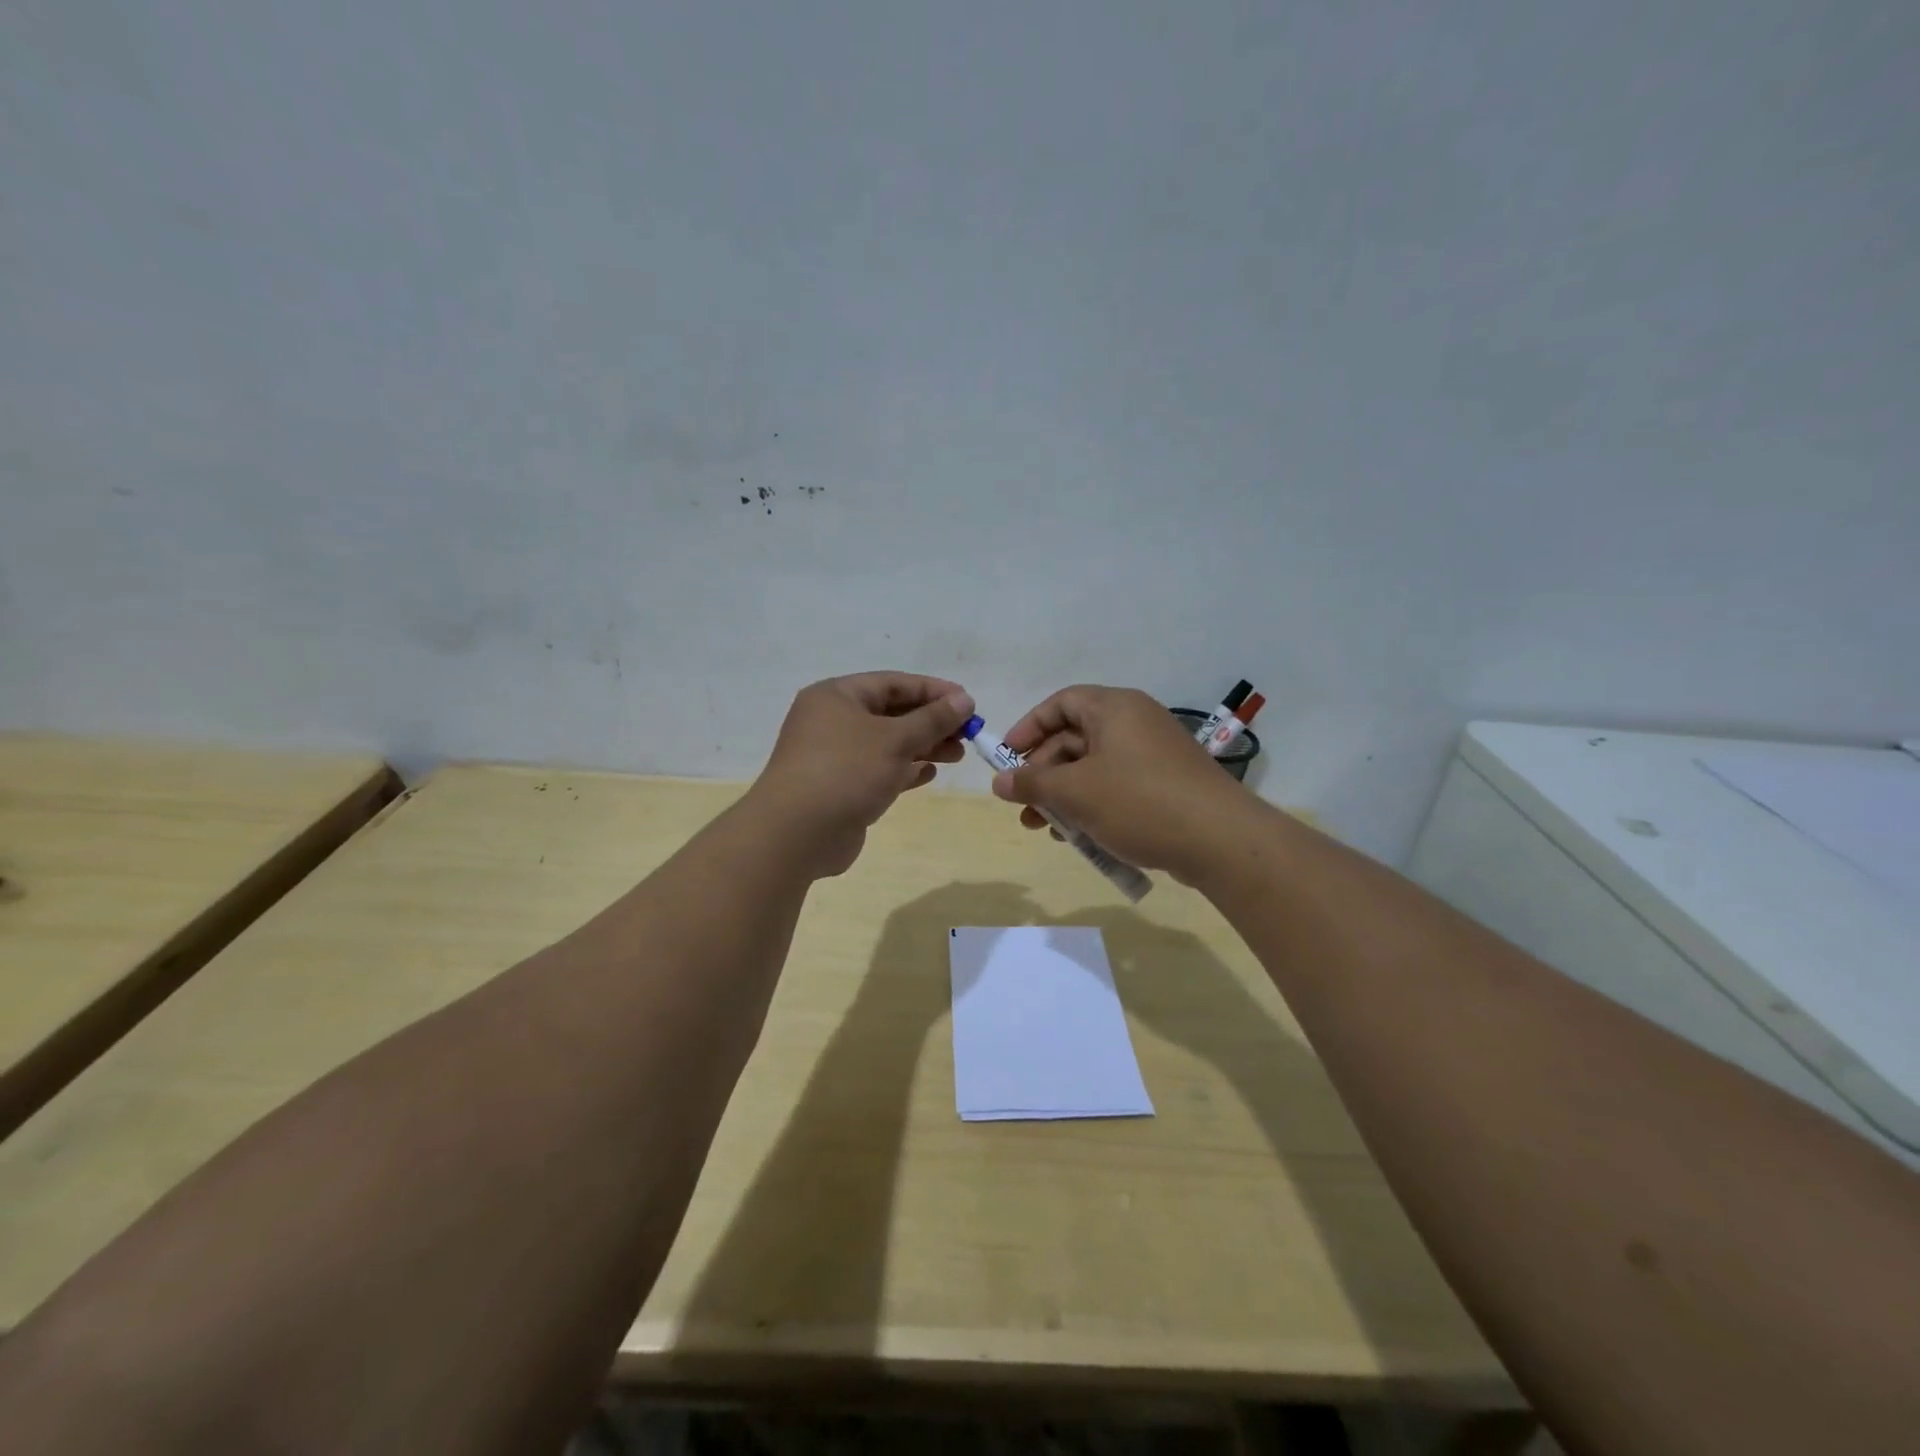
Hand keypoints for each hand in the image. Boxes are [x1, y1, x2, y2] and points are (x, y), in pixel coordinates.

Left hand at [750, 672, 975, 877]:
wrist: (796, 834)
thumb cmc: (846, 772)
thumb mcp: (895, 739)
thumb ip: (933, 719)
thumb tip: (964, 698)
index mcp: (837, 696)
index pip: (893, 683)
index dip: (933, 690)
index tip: (968, 702)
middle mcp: (832, 721)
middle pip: (891, 713)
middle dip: (931, 722)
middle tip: (967, 734)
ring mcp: (834, 756)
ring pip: (887, 744)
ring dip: (922, 747)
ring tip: (957, 754)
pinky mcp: (839, 787)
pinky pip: (878, 770)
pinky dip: (904, 770)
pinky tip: (929, 774)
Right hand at [991, 685, 1253, 882]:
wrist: (1221, 840)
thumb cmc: (1139, 802)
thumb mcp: (1076, 792)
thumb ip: (1032, 783)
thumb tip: (999, 781)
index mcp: (1115, 708)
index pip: (1061, 703)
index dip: (1029, 728)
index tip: (1007, 758)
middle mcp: (1135, 723)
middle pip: (1075, 738)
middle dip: (1043, 773)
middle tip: (1023, 806)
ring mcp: (1154, 755)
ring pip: (1094, 768)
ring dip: (1064, 795)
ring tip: (1044, 829)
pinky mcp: (1166, 785)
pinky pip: (1117, 786)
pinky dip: (1093, 805)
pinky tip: (1079, 836)